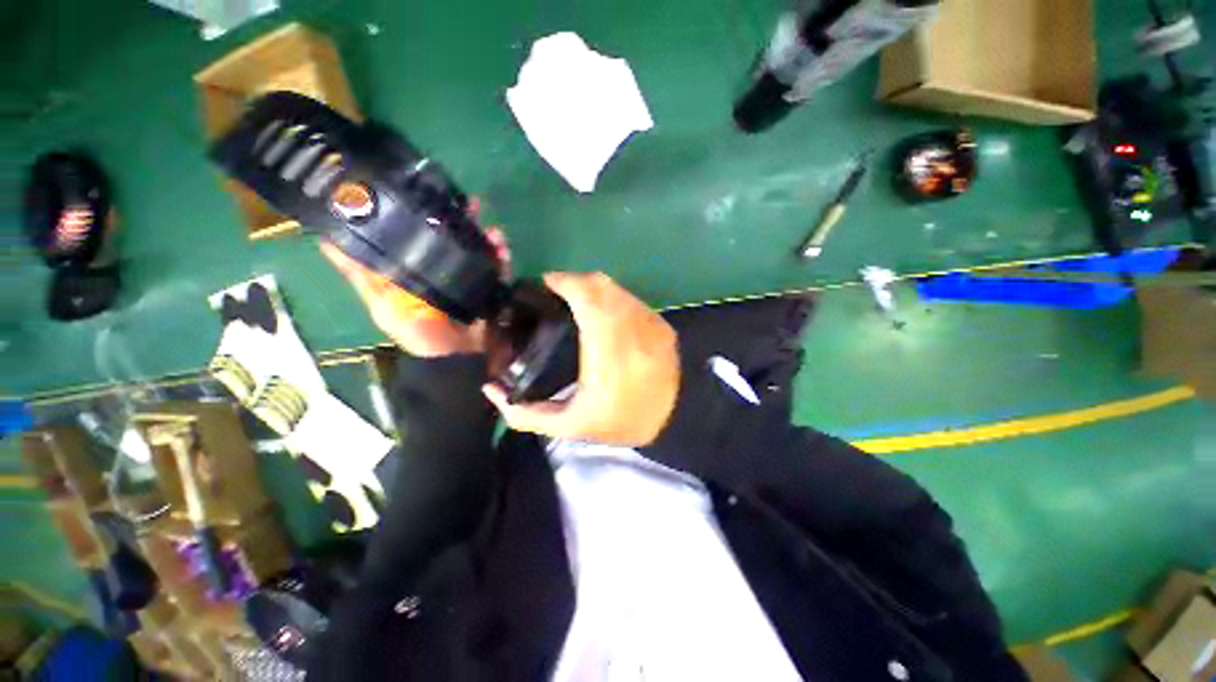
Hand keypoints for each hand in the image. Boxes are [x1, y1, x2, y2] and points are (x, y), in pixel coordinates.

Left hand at [322, 201, 510, 357]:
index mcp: (416, 271)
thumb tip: (326, 239)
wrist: (460, 360)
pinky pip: (498, 268)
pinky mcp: (490, 288)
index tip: (422, 191)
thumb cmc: (420, 334)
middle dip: (459, 219)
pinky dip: (501, 255)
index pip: (417, 236)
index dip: (421, 214)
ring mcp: (469, 279)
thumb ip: (362, 275)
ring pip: (477, 249)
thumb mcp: (383, 303)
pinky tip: (500, 243)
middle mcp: (442, 270)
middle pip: (451, 238)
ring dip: (483, 234)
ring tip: (486, 222)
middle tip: (466, 201)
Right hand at [482, 272, 679, 445]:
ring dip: (595, 289)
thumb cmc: (621, 422)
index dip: (564, 282)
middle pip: (601, 284)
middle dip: (575, 282)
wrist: (676, 422)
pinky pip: (632, 300)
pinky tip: (606, 315)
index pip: (587, 295)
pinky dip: (614, 299)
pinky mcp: (664, 325)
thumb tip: (490, 390)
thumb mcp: (569, 426)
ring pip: (618, 289)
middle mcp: (633, 328)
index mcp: (608, 350)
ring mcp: (652, 323)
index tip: (546, 285)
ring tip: (579, 303)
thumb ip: (525, 413)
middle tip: (558, 295)